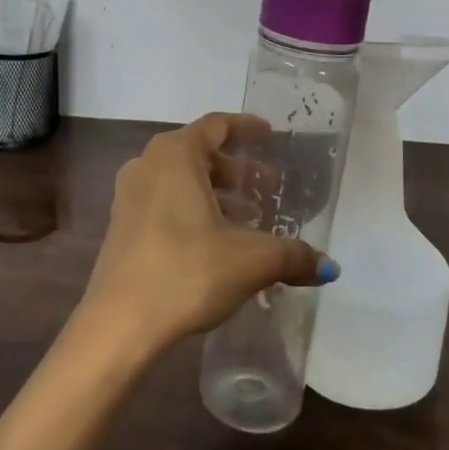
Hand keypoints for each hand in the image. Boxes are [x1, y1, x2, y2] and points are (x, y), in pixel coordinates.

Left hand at [78, 114, 335, 351]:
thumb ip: (291, 256)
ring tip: (249, 220)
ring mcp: (129, 196)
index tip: (270, 135)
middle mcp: (148, 165)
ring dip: (216, 194)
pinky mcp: (122, 227)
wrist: (119, 323)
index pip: (216, 126)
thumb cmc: (187, 270)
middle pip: (199, 154)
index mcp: (175, 155)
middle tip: (269, 188)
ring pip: (181, 181)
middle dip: (237, 170)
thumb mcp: (250, 260)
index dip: (246, 128)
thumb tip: (329, 267)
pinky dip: (194, 211)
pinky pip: (165, 203)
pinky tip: (217, 243)